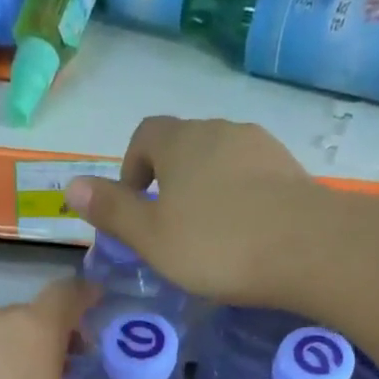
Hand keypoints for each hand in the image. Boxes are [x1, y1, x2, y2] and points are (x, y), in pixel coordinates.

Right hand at [64, 117, 316, 307]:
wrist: (307, 248)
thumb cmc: (217, 245)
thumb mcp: (152, 237)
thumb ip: (113, 211)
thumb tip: (71, 186)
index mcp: (181, 141)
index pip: (145, 135)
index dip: (132, 167)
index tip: (135, 205)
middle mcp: (220, 130)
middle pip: (185, 146)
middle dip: (170, 180)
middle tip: (169, 229)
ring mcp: (261, 146)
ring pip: (221, 161)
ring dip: (207, 190)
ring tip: (209, 236)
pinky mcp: (291, 170)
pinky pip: (252, 178)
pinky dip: (240, 199)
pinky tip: (245, 236)